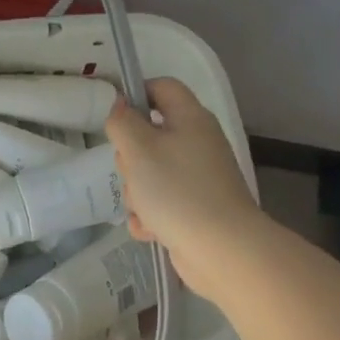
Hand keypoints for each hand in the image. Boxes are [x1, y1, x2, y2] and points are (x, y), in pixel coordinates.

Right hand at [106, 77, 263, 304]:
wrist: (224, 252)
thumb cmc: (178, 190)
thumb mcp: (138, 148)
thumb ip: (122, 121)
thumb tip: (119, 105)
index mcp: (190, 118)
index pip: (162, 87)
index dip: (136, 94)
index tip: (115, 118)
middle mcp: (198, 143)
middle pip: (151, 133)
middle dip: (131, 155)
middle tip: (131, 169)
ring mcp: (199, 178)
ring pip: (152, 171)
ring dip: (138, 191)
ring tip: (143, 208)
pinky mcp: (196, 209)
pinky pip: (162, 202)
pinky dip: (151, 215)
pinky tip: (150, 230)